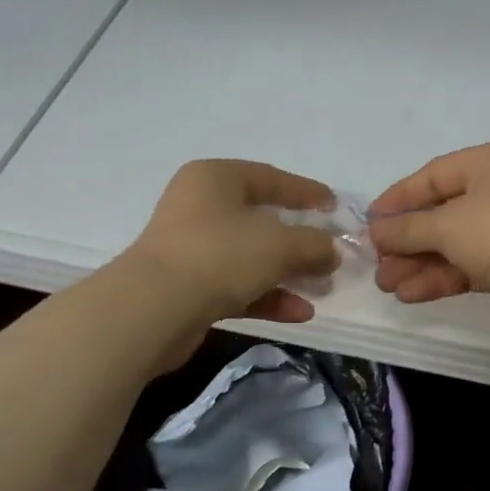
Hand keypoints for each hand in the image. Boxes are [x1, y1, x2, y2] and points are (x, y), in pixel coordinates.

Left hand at [124, 160, 339, 334]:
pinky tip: (300, 312)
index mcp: (216, 179)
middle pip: (262, 219)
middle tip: (331, 253)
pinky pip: (238, 286)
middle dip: (301, 241)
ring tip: (323, 288)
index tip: (335, 206)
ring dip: (289, 272)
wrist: (153, 310)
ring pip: (251, 256)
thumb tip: (334, 251)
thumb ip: (315, 244)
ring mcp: (192, 249)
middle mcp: (200, 207)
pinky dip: (268, 296)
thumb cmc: (220, 255)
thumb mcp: (281, 244)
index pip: (271, 178)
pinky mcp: (188, 288)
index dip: (306, 192)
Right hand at [368, 140, 489, 334]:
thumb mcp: (445, 224)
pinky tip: (411, 294)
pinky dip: (442, 277)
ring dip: (420, 263)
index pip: (434, 176)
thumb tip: (376, 231)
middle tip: (377, 262)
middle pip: (443, 213)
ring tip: (386, 285)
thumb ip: (407, 228)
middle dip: (407, 241)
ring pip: (455, 243)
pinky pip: (471, 265)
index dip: (398, 199)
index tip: (370, 222)